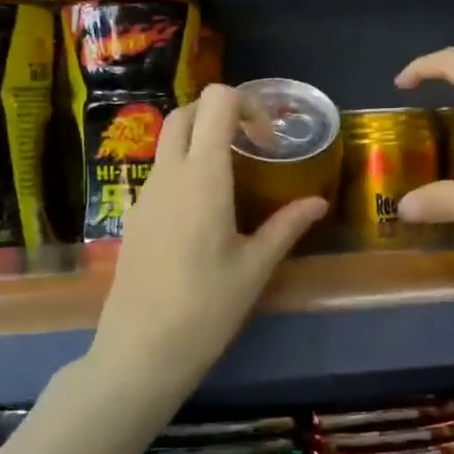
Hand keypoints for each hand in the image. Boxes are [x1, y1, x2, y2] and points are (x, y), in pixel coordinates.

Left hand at [87, 85, 327, 390]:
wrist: (141, 350)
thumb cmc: (206, 307)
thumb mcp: (255, 267)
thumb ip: (287, 226)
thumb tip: (318, 203)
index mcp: (203, 176)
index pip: (217, 102)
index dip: (246, 104)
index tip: (268, 140)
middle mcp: (169, 173)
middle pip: (185, 113)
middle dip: (219, 114)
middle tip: (251, 147)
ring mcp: (145, 194)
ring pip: (168, 142)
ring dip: (200, 142)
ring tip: (234, 180)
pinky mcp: (134, 216)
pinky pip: (160, 173)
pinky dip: (184, 169)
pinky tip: (205, 213)